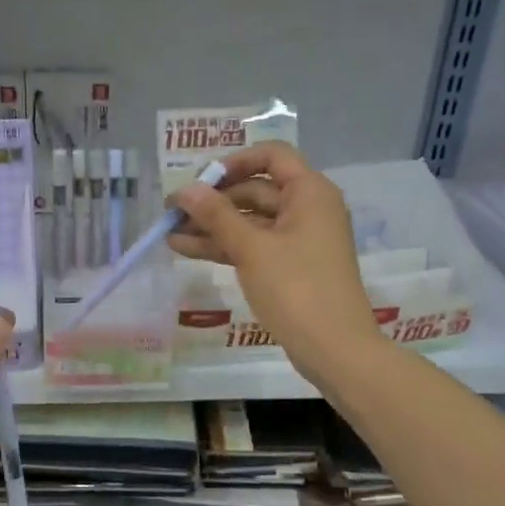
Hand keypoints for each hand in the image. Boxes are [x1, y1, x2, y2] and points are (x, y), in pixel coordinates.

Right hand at [169, 142, 378, 384]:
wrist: (335, 350)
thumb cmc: (296, 288)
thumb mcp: (251, 248)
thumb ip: (216, 215)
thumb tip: (184, 189)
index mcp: (309, 192)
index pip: (271, 156)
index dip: (233, 162)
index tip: (200, 181)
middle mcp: (307, 208)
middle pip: (255, 189)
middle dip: (213, 200)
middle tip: (172, 212)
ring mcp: (298, 239)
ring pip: (249, 221)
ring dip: (212, 225)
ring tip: (169, 233)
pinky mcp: (289, 266)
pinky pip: (253, 245)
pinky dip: (224, 245)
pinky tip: (186, 249)